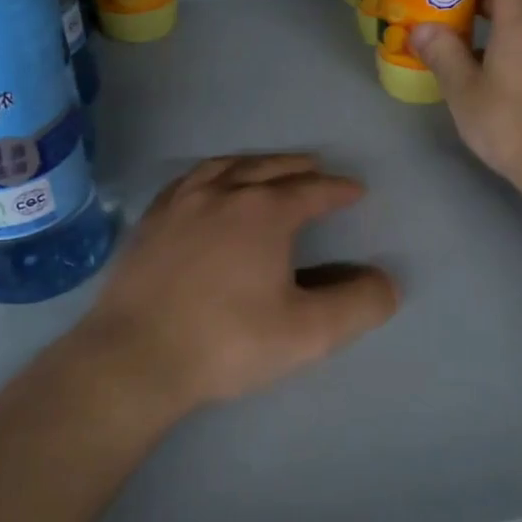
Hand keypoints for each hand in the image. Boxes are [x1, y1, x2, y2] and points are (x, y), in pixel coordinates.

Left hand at [75, 154, 398, 412]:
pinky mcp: (150, 221)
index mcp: (264, 212)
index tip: (356, 191)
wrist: (135, 357)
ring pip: (225, 167)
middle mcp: (222, 193)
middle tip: (315, 169)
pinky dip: (211, 174)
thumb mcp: (307, 333)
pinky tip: (208, 186)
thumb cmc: (226, 342)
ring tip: (267, 168)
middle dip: (298, 167)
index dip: (338, 189)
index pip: (312, 190)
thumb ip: (357, 305)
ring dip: (254, 163)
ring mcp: (180, 203)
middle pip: (269, 168)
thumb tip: (386, 283)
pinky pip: (187, 181)